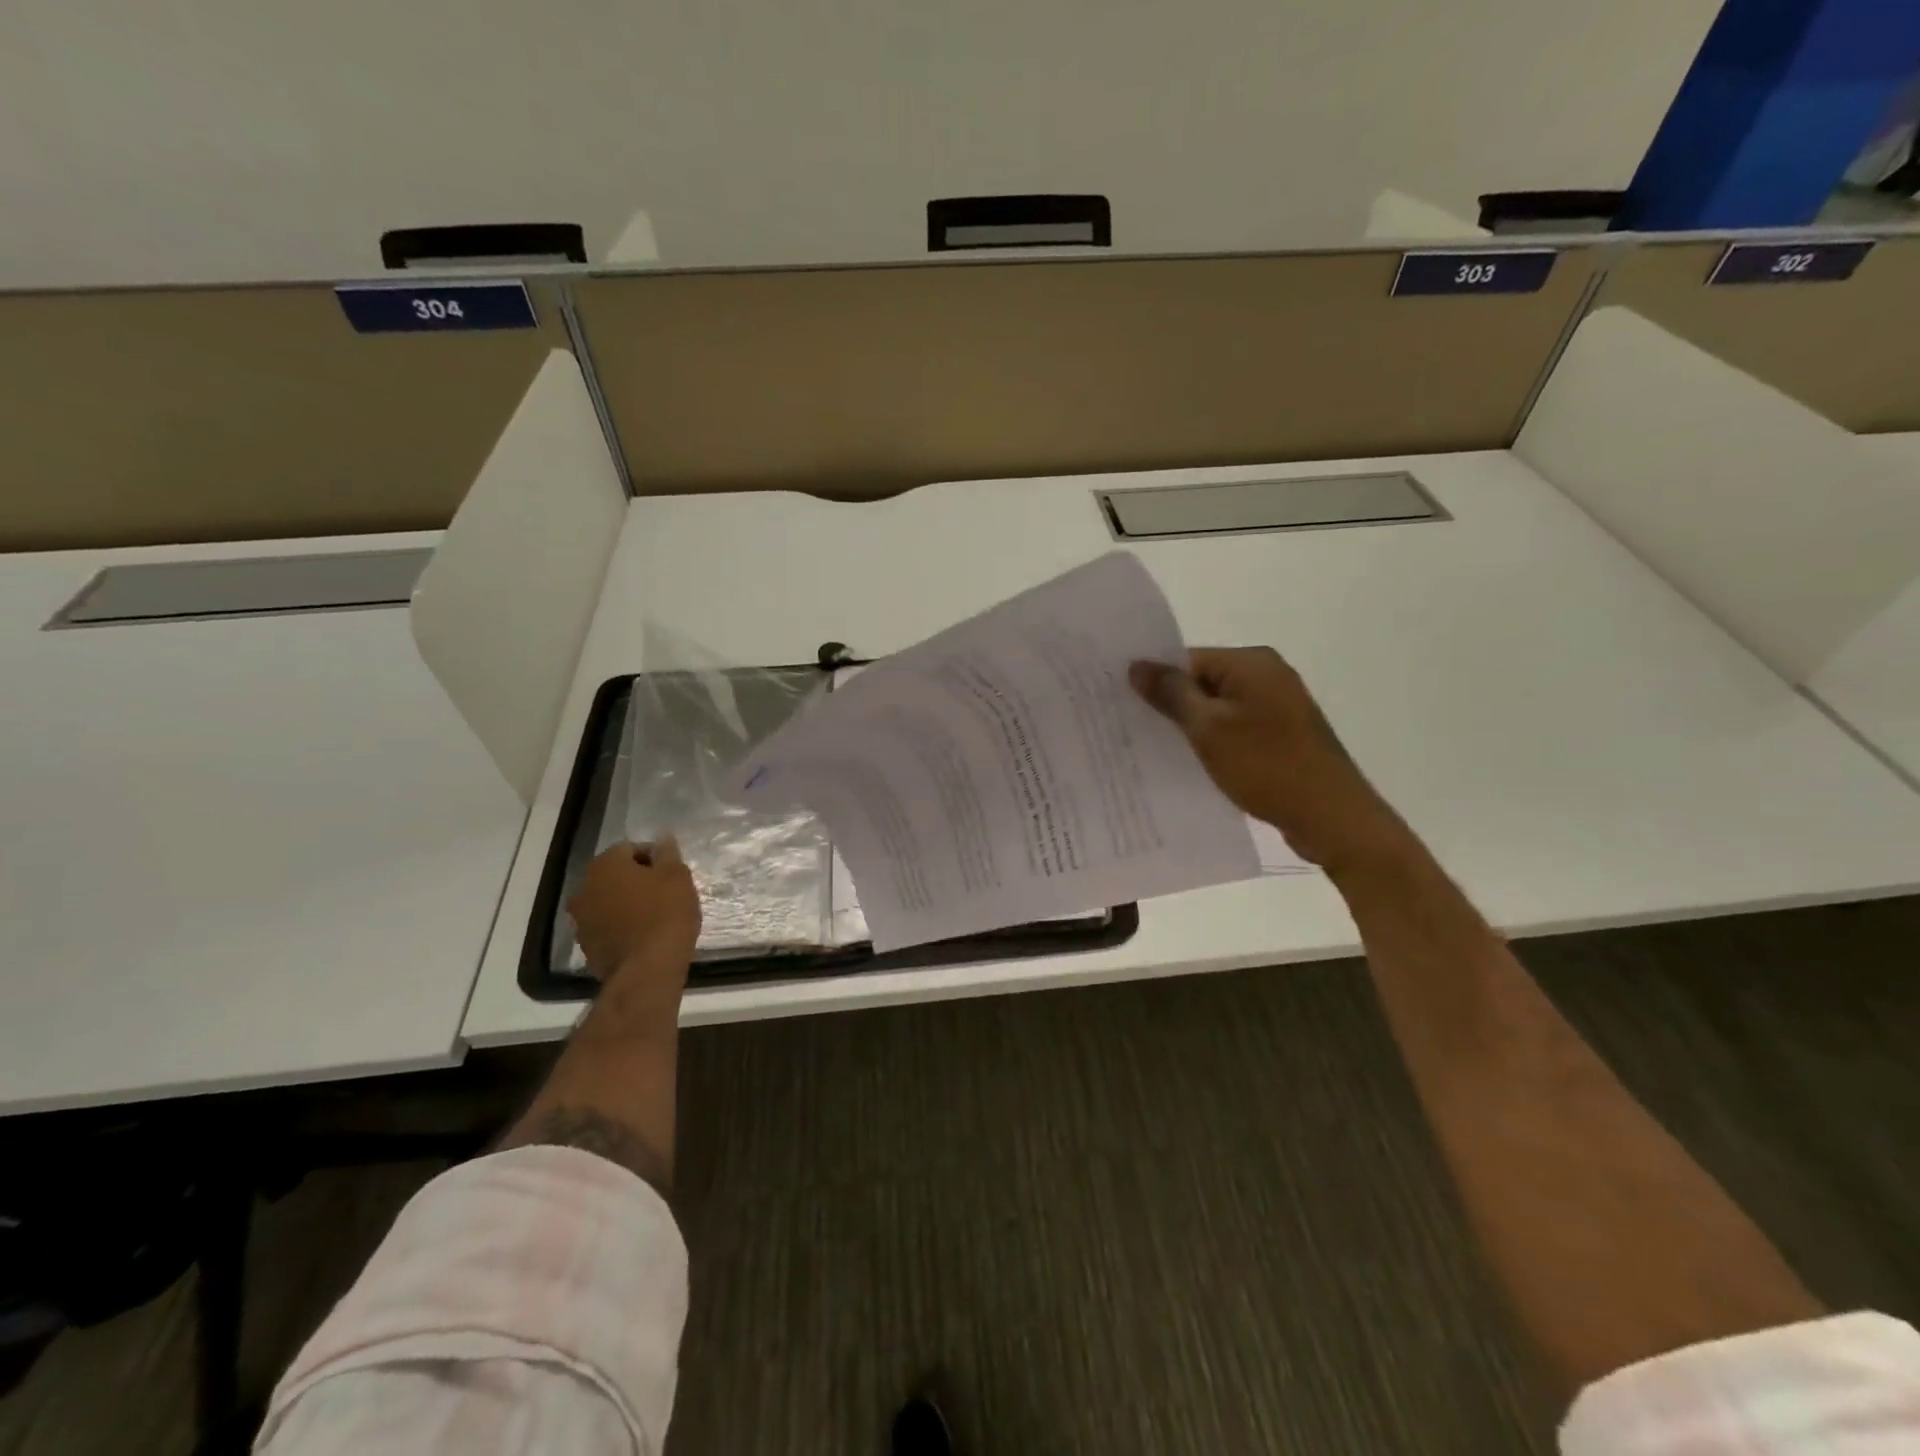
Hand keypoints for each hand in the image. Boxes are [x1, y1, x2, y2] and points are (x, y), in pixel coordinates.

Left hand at [567, 837, 701, 996]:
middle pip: (615, 874)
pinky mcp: (587, 946)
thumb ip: (667, 853)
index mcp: (605, 865)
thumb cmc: (665, 914)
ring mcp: (581, 919)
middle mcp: (584, 887)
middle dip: (638, 879)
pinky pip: (606, 925)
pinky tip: (643, 935)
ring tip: (655, 915)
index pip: (630, 848)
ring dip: (627, 902)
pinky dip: (621, 925)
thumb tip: (662, 838)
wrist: (646, 970)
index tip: (673, 873)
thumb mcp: (677, 877)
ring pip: (609, 900)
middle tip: (665, 892)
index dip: (654, 858)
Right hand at [1130, 647, 1411, 874]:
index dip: (1155, 680)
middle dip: (1169, 705)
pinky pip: (1234, 728)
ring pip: (1217, 708)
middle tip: (1129, 728)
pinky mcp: (1281, 735)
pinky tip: (1189, 763)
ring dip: (1190, 727)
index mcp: (1252, 663)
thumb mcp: (1209, 728)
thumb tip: (1138, 665)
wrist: (1331, 817)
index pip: (1187, 659)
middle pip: (1202, 681)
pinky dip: (1212, 742)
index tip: (1121, 704)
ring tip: (1152, 748)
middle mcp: (1267, 675)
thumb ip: (1171, 694)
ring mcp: (1277, 706)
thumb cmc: (1266, 765)